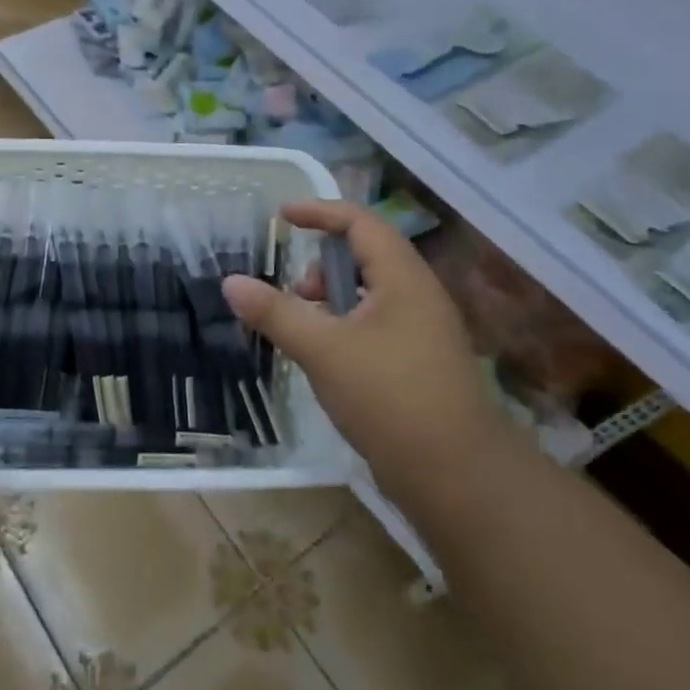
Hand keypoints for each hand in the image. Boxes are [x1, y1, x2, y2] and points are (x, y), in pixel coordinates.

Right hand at [221, 199, 504, 496]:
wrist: (459, 477)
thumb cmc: (390, 398)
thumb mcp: (322, 349)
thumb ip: (275, 312)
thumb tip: (230, 282)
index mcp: (403, 279)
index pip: (361, 223)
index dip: (320, 211)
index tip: (282, 216)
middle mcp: (418, 296)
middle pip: (367, 254)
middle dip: (323, 262)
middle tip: (294, 290)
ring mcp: (423, 331)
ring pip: (370, 292)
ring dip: (332, 296)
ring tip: (304, 327)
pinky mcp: (420, 362)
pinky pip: (375, 322)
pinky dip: (344, 323)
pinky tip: (326, 356)